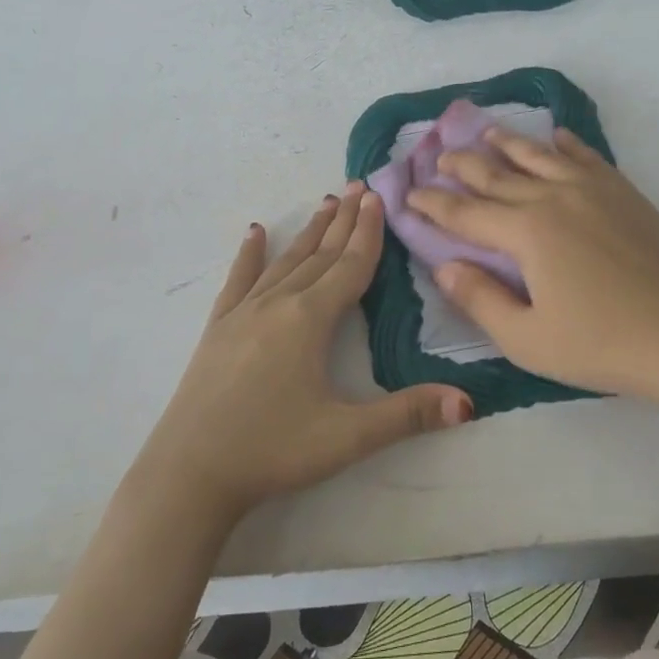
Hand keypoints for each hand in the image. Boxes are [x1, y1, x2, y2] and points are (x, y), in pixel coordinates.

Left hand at [133, 184, 472, 522]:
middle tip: (359, 185)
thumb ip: (408, 415)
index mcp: (310, 319)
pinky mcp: (218, 329)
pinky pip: (238, 281)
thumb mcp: (347, 437)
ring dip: (308, 232)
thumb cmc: (273, 450)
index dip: (369, 232)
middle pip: (320, 254)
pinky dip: (249, 255)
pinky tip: (254, 233)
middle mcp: (277, 304)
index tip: (378, 196)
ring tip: (325, 203)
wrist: (190, 473)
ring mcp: (242, 313)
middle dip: (343, 221)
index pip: (350, 266)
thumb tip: (468, 403)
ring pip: (285, 261)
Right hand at [407, 128, 658, 403]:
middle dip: (462, 165)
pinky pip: (586, 157)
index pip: (466, 213)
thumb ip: (479, 299)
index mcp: (527, 231)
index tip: (408, 194)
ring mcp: (594, 190)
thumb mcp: (528, 339)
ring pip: (539, 156)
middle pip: (497, 174)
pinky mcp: (625, 194)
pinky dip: (565, 144)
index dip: (433, 205)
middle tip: (438, 157)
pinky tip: (556, 137)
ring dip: (508, 142)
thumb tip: (444, 266)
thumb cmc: (605, 345)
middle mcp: (555, 197)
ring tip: (485, 131)